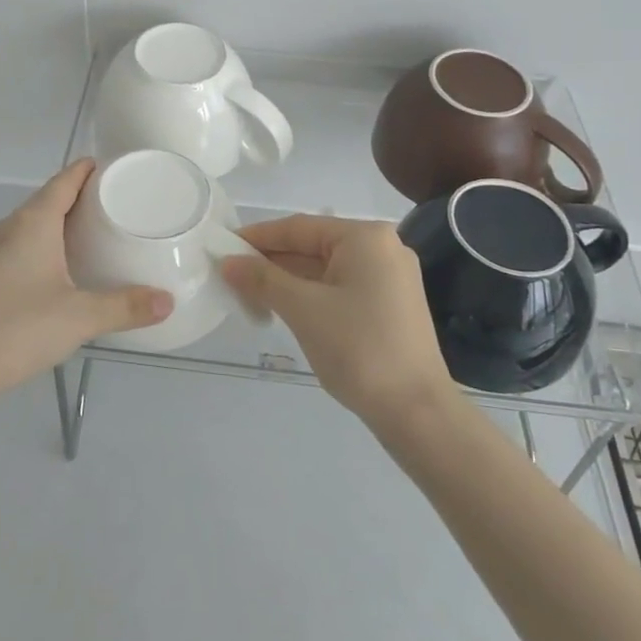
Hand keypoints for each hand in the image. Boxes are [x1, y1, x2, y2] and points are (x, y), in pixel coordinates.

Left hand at [0, 160, 172, 420]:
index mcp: (32, 223)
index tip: (114, 168)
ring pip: (30, 223)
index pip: (63, 180)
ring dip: (59, 222)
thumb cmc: (18, 330)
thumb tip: (168, 302)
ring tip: (93, 234)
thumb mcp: (80, 318)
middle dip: (79, 197)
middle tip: (116, 204)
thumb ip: (126, 307)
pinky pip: (19, 244)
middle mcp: (8, 227)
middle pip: (47, 199)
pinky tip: (58, 269)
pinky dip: (43, 243)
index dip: (87, 170)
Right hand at [222, 215, 454, 428]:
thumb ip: (262, 279)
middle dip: (272, 261)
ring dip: (288, 280)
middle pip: (313, 246)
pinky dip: (311, 295)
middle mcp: (382, 248)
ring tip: (249, 293)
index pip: (299, 227)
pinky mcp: (390, 306)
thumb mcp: (303, 309)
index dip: (258, 237)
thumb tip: (227, 262)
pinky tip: (283, 307)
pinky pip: (340, 288)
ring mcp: (390, 278)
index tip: (223, 246)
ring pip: (326, 269)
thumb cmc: (358, 349)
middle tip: (230, 274)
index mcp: (366, 237)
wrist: (417, 412)